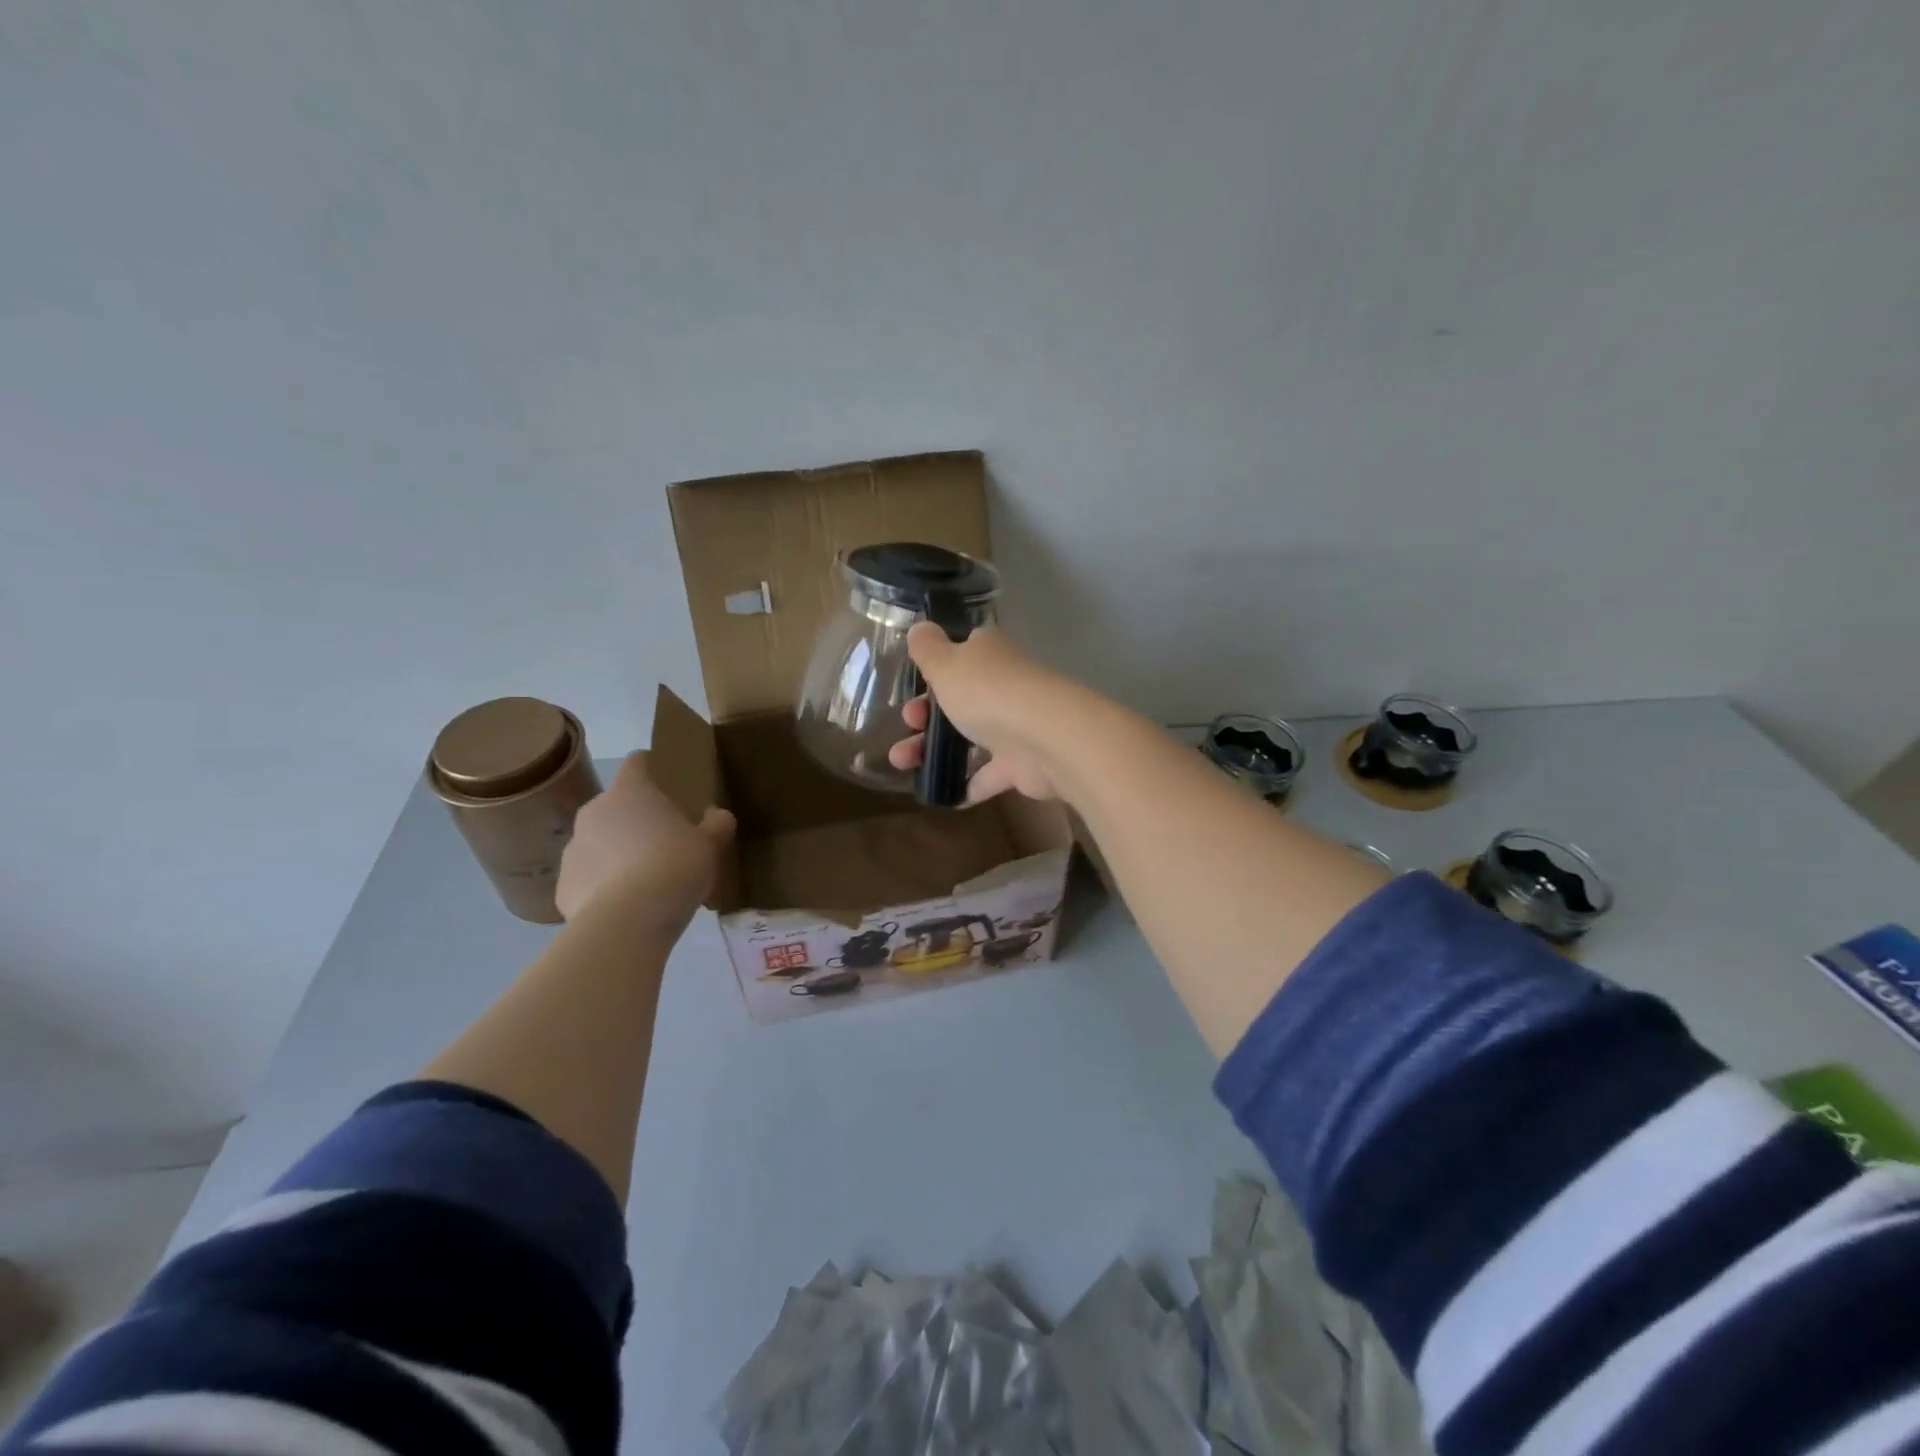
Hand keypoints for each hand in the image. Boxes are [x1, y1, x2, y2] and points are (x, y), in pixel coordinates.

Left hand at [556, 752, 735, 928]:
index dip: (650, 767)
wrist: (630, 919)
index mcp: (630, 791)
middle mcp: (594, 812)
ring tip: (643, 881)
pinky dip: (602, 888)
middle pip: (615, 805)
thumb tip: (717, 816)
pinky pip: (587, 879)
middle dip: (634, 819)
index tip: (664, 781)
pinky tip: (625, 906)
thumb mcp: (710, 844)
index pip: (637, 763)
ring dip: (616, 853)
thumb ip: (716, 825)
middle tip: (662, 842)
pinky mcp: (563, 886)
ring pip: (597, 843)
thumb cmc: (675, 866)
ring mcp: (573, 849)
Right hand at [885, 624, 1074, 802]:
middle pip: (961, 698)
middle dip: (926, 713)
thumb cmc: (988, 693)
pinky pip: (989, 774)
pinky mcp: (1022, 763)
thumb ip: (927, 647)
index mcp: (988, 654)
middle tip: (908, 723)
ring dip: (935, 749)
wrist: (1044, 739)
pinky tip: (942, 795)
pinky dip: (968, 784)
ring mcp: (1015, 725)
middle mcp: (1005, 685)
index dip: (935, 668)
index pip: (961, 653)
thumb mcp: (945, 662)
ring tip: (903, 762)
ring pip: (970, 736)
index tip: (913, 685)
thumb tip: (920, 626)